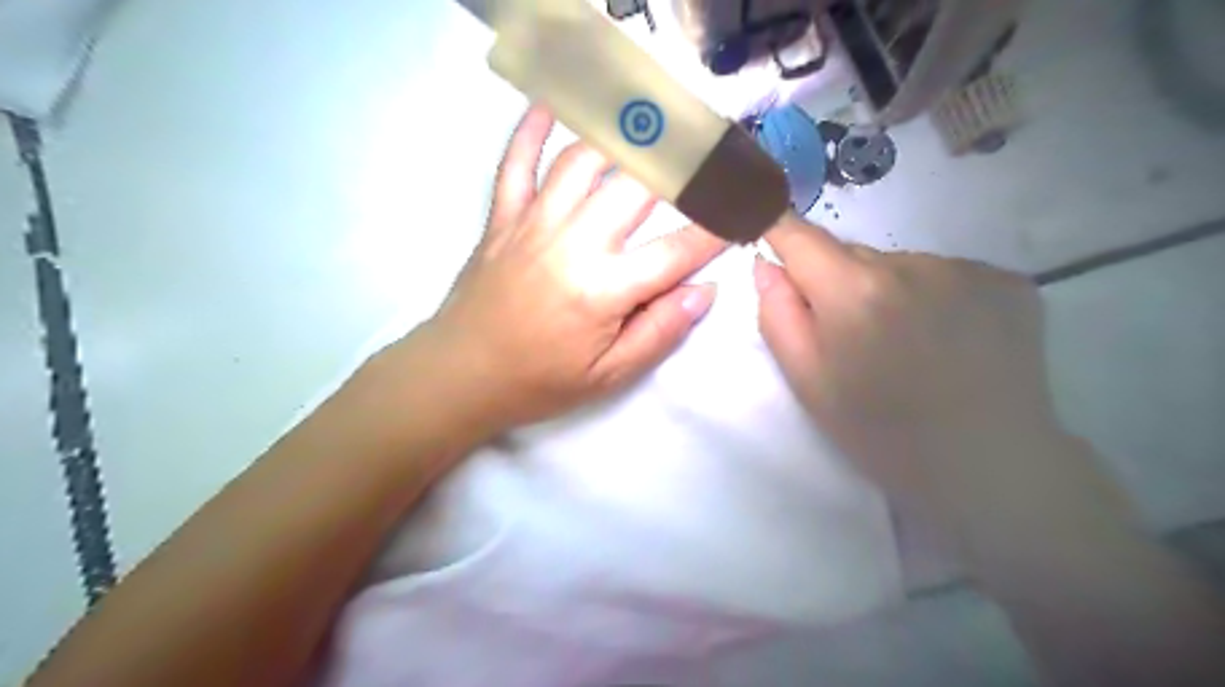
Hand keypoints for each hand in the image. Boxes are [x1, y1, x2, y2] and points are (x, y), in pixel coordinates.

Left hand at [402, 107, 724, 433]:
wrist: (461, 374)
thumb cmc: (540, 381)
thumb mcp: (608, 376)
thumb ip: (659, 331)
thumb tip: (703, 290)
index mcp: (604, 289)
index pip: (677, 250)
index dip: (717, 229)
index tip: (744, 211)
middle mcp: (573, 242)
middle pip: (637, 187)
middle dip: (682, 164)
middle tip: (710, 148)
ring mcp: (533, 222)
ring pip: (583, 160)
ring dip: (621, 136)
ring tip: (653, 121)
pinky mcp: (502, 216)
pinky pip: (516, 161)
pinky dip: (531, 128)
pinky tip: (551, 103)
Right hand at [751, 215, 1132, 557]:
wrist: (989, 467)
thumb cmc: (882, 433)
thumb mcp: (808, 384)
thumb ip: (778, 316)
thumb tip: (767, 264)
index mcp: (854, 292)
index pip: (800, 235)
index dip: (777, 227)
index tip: (765, 226)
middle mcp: (912, 264)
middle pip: (852, 254)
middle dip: (837, 281)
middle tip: (850, 335)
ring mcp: (967, 269)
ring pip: (901, 266)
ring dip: (889, 291)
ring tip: (907, 345)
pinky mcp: (1008, 281)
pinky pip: (947, 275)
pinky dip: (936, 297)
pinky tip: (948, 340)